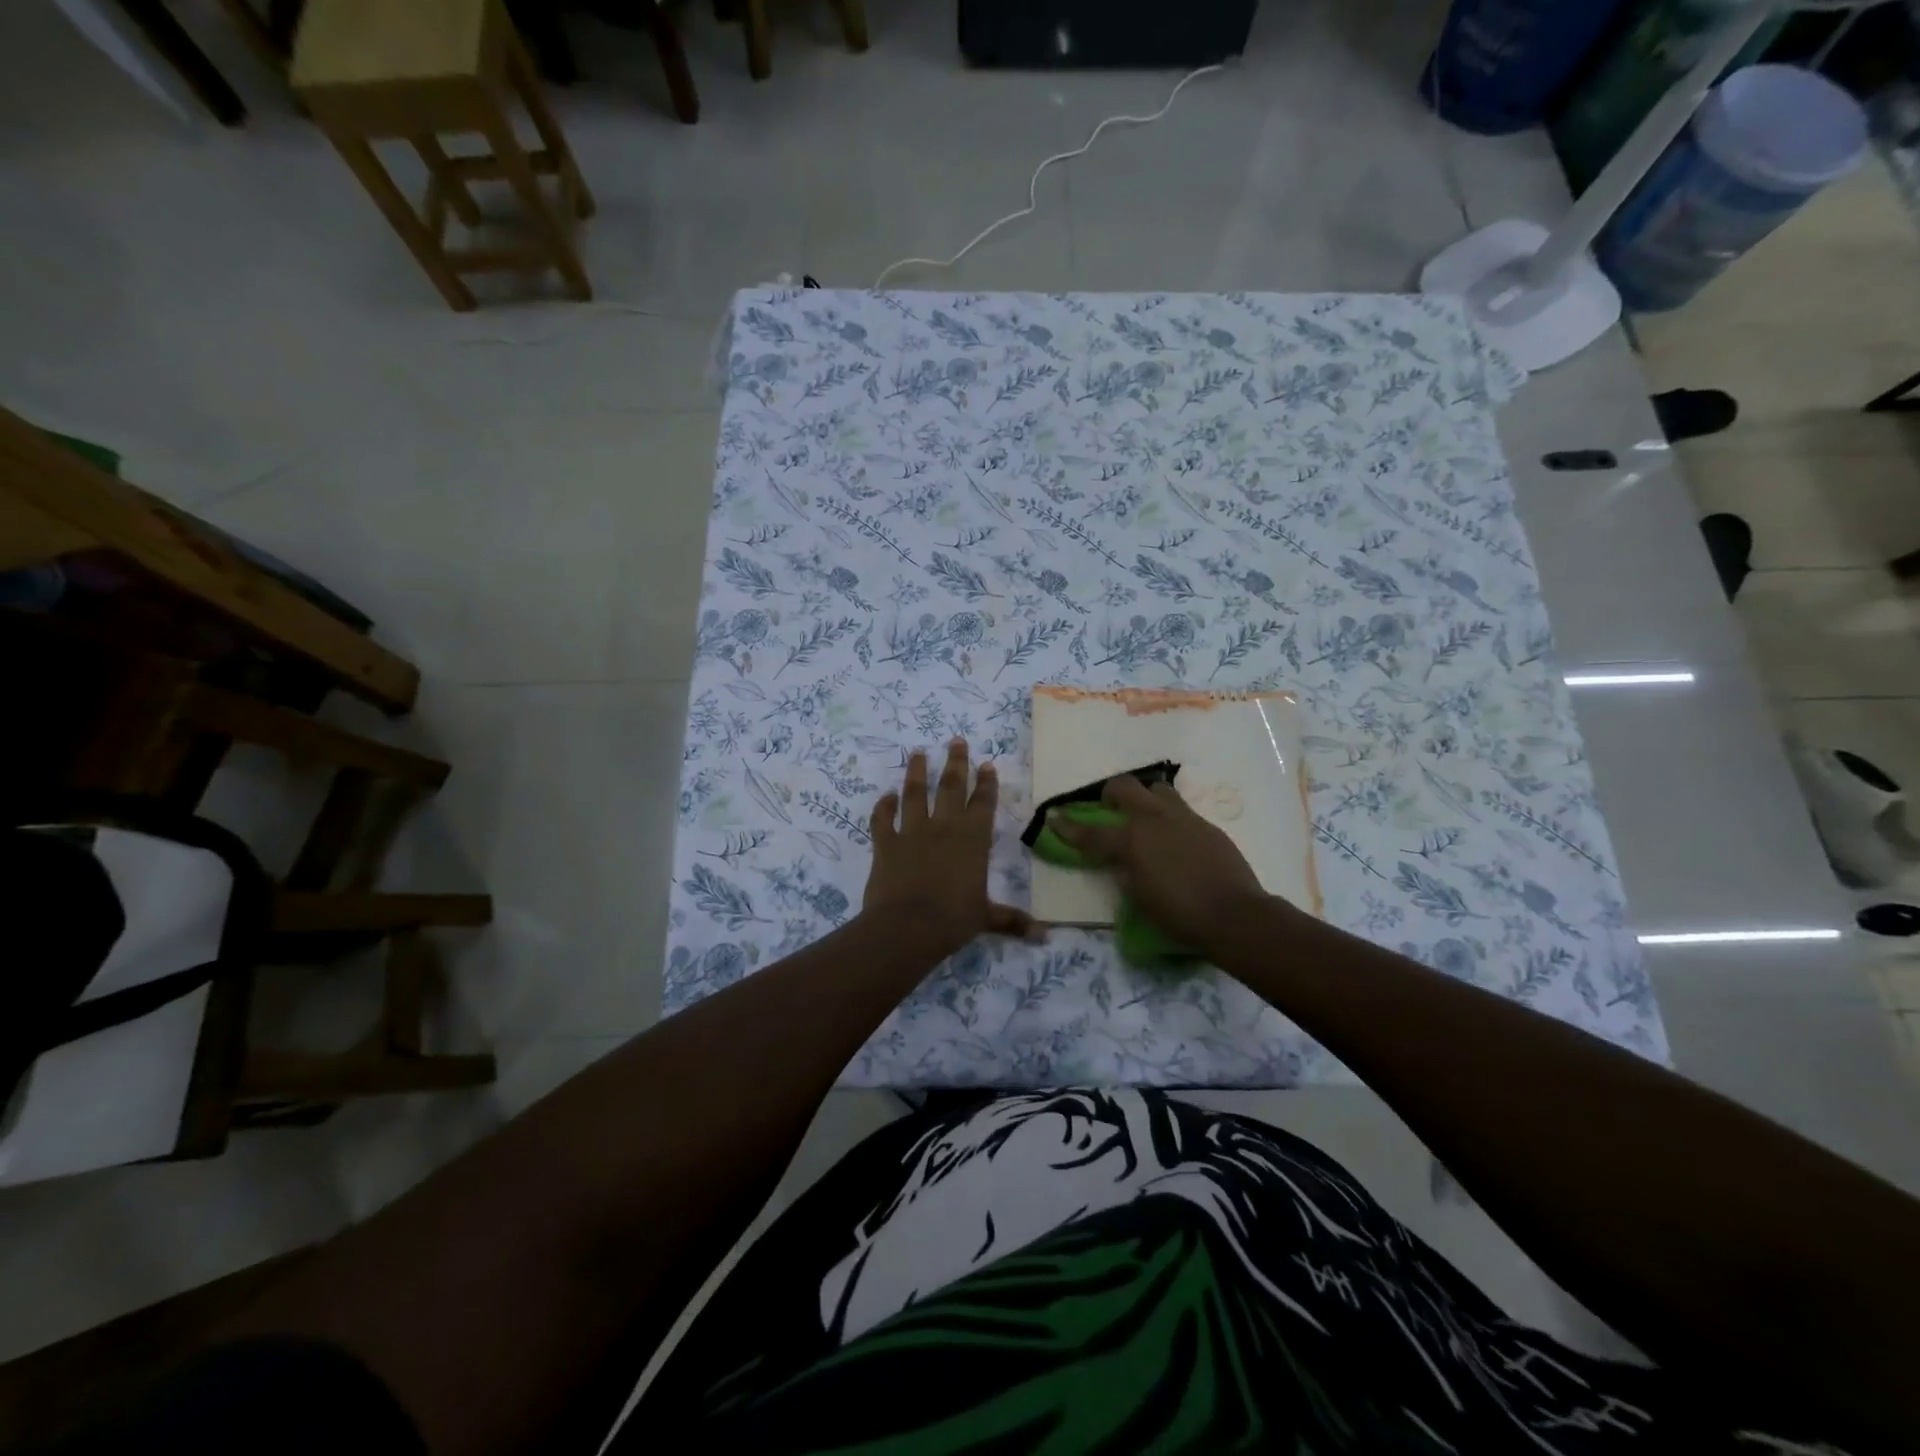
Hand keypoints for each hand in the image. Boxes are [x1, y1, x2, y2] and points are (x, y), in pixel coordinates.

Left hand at [863, 740, 1037, 956]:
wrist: (907, 926)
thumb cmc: (953, 920)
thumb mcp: (986, 919)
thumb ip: (1012, 921)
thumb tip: (1045, 936)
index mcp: (973, 839)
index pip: (983, 803)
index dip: (986, 783)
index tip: (987, 764)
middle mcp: (944, 827)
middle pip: (951, 787)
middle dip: (955, 763)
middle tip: (956, 740)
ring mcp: (912, 831)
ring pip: (914, 793)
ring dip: (916, 772)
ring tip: (918, 753)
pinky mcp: (885, 843)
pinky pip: (883, 819)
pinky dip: (883, 806)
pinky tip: (885, 796)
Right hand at [1047, 774, 1280, 952]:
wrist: (1234, 915)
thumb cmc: (1179, 915)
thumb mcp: (1139, 897)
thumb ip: (1125, 872)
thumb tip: (1122, 861)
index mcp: (1131, 840)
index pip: (1091, 832)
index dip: (1068, 827)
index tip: (1053, 818)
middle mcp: (1154, 819)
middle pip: (1123, 787)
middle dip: (1110, 793)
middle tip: (1108, 808)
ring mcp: (1183, 818)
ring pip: (1157, 790)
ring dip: (1144, 798)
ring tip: (1145, 818)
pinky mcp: (1207, 825)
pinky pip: (1181, 811)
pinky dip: (1170, 819)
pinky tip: (1175, 840)